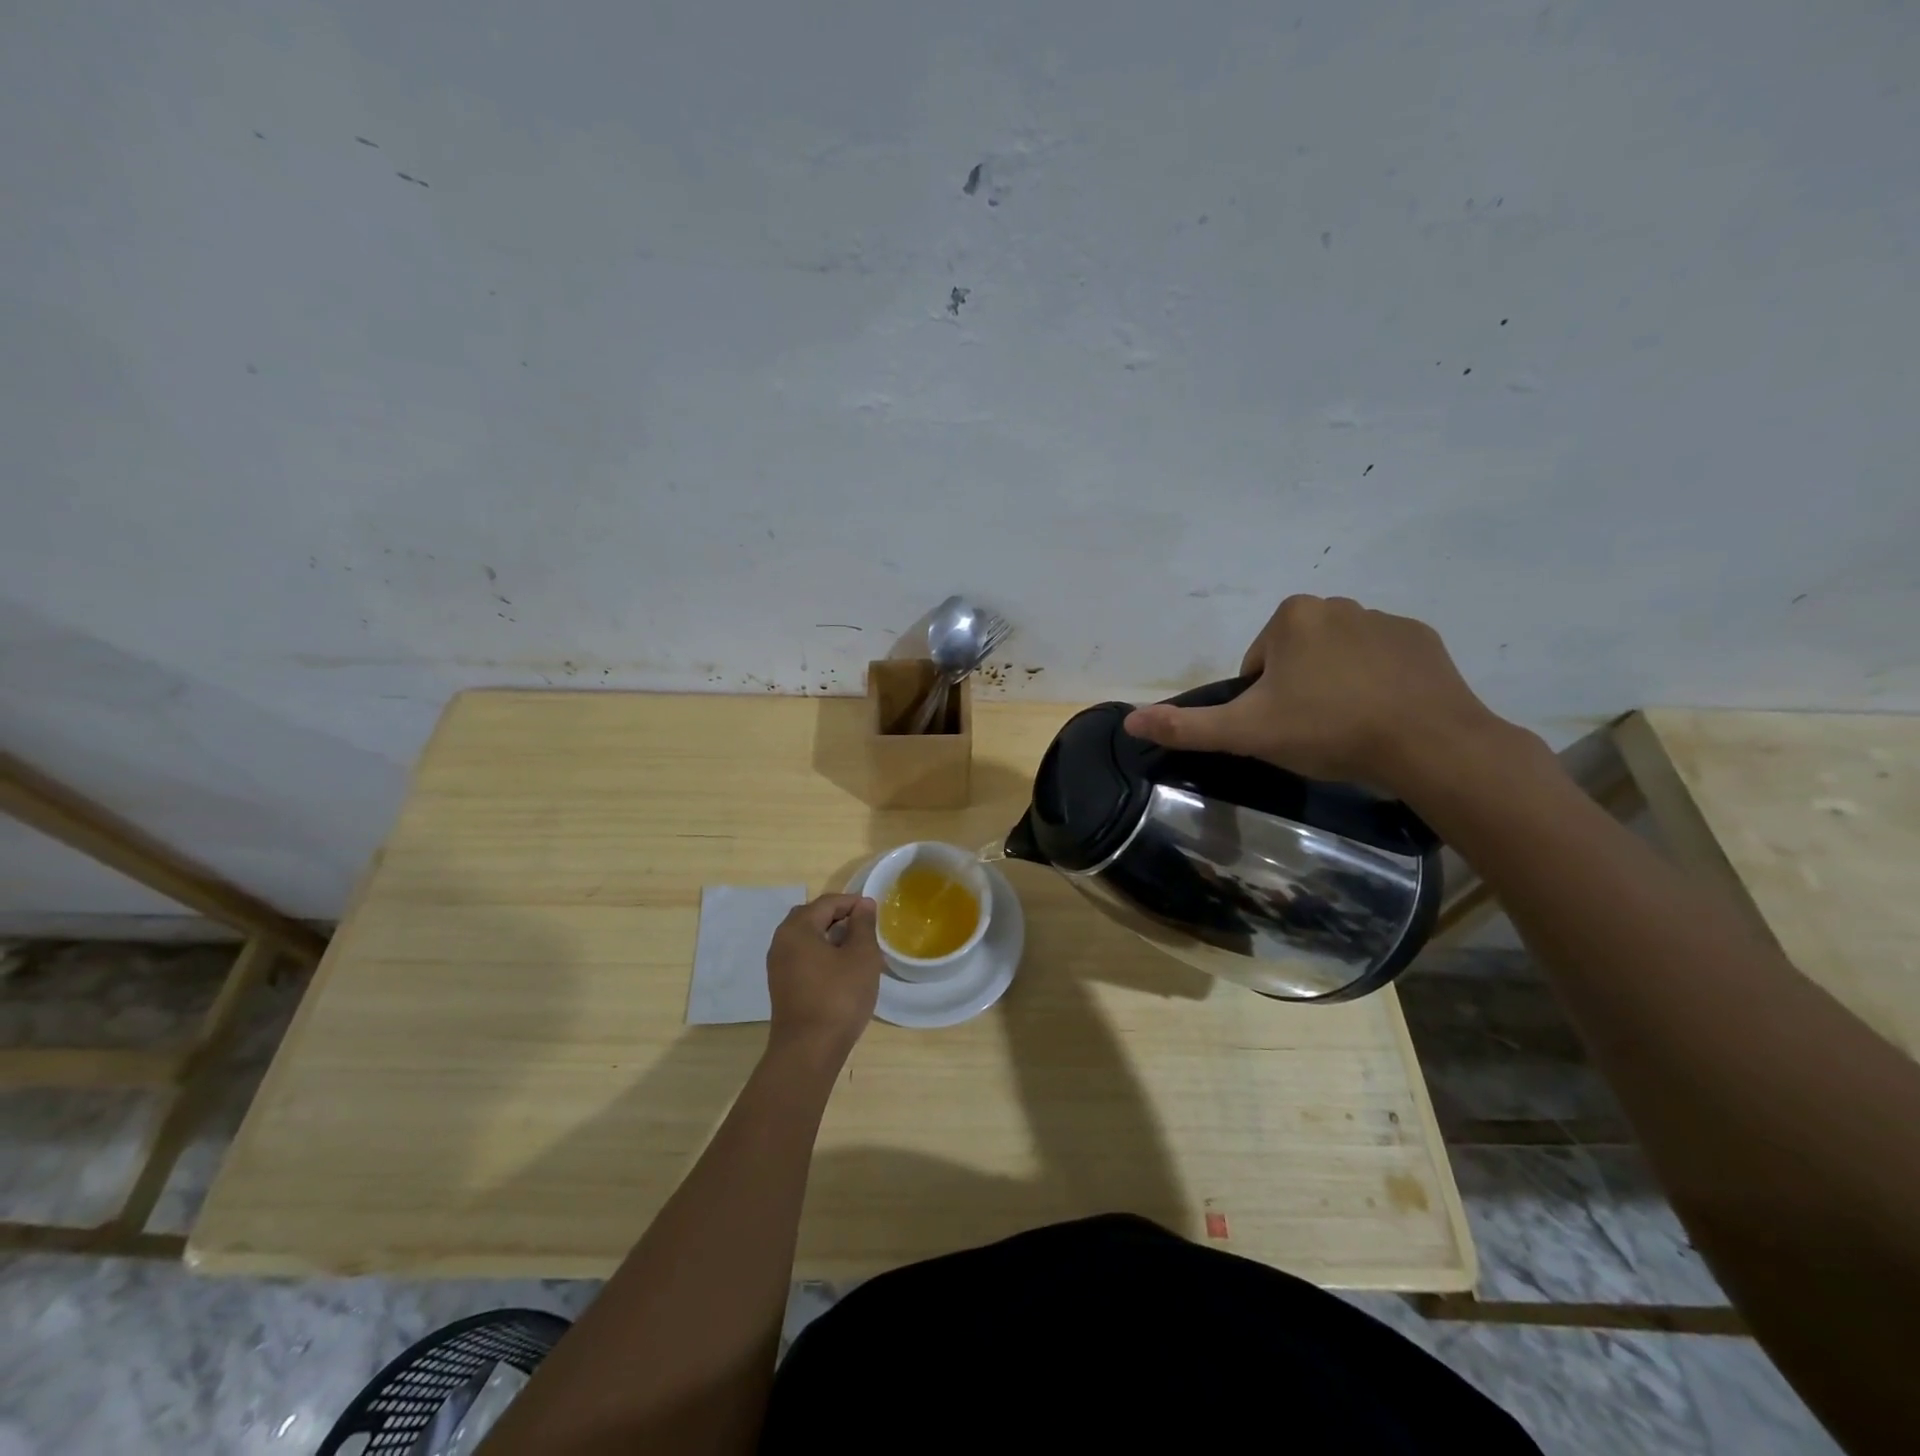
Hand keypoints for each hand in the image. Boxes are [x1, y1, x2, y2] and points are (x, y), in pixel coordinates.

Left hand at [765, 893, 883, 1061]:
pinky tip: (843, 970)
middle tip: (865, 928)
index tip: (875, 912)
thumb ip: (863, 925)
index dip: (853, 902)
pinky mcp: (782, 986)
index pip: (827, 902)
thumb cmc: (838, 997)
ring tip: (858, 949)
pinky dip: (822, 955)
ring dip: (832, 937)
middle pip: (813, 917)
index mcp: (797, 929)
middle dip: (840, 918)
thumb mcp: (861, 956)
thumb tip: (863, 904)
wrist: (808, 1051)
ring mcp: (778, 966)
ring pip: (807, 939)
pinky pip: (803, 958)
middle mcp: (781, 942)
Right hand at [1123, 595, 1521, 796]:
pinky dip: (1376, 684)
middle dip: (1297, 690)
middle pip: (1296, 657)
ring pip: (1338, 658)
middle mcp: (1337, 604)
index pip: (1256, 663)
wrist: (1429, 743)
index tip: (1281, 728)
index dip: (1260, 700)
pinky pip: (1382, 661)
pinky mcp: (1424, 640)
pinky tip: (1384, 717)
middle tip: (1312, 732)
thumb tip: (1130, 721)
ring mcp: (1386, 619)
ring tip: (1349, 728)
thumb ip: (1187, 727)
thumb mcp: (1247, 732)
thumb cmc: (1327, 729)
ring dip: (1335, 687)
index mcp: (1292, 617)